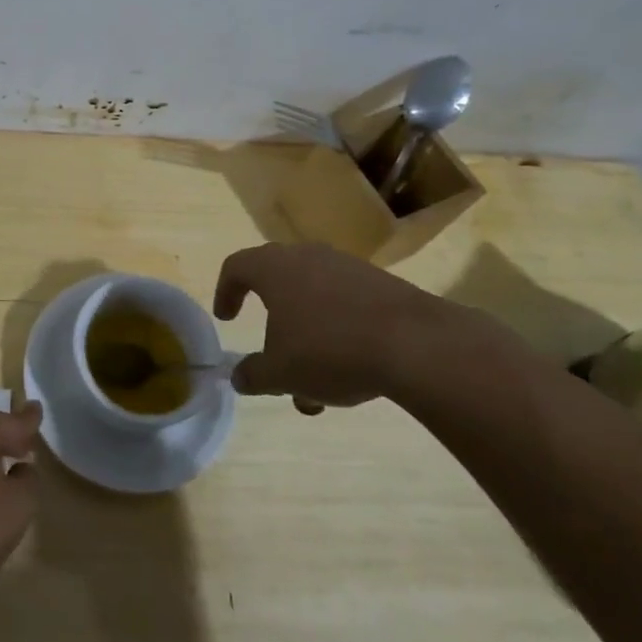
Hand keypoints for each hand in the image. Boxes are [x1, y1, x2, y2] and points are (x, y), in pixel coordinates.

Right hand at [215, 243, 507, 410]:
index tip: (227, 320)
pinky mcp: (381, 284)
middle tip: (272, 354)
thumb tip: (240, 377)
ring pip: (314, 299)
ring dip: (307, 336)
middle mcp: (307, 257)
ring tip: (316, 384)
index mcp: (273, 268)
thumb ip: (253, 375)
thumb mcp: (280, 373)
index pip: (236, 266)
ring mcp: (347, 267)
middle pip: (277, 282)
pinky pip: (345, 304)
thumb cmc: (329, 350)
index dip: (226, 292)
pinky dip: (337, 333)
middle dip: (272, 322)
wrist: (416, 344)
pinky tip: (351, 372)